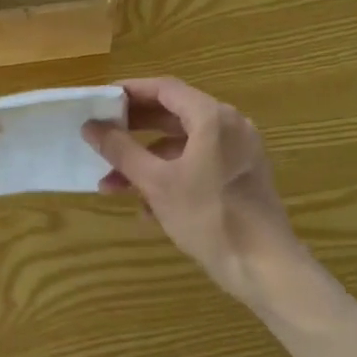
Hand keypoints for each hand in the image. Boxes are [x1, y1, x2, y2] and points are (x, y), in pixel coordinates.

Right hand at [83, 78, 307, 305]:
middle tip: (100, 137)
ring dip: (146, 161)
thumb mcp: (156, 183)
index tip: (100, 101)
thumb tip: (91, 126)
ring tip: (112, 185)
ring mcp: (238, 152)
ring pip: (182, 145)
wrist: (265, 267)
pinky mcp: (240, 177)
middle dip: (133, 130)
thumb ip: (121, 150)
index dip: (129, 91)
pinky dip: (170, 175)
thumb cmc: (208, 217)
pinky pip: (198, 164)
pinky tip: (145, 207)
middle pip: (173, 114)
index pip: (164, 89)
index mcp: (212, 118)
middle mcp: (230, 126)